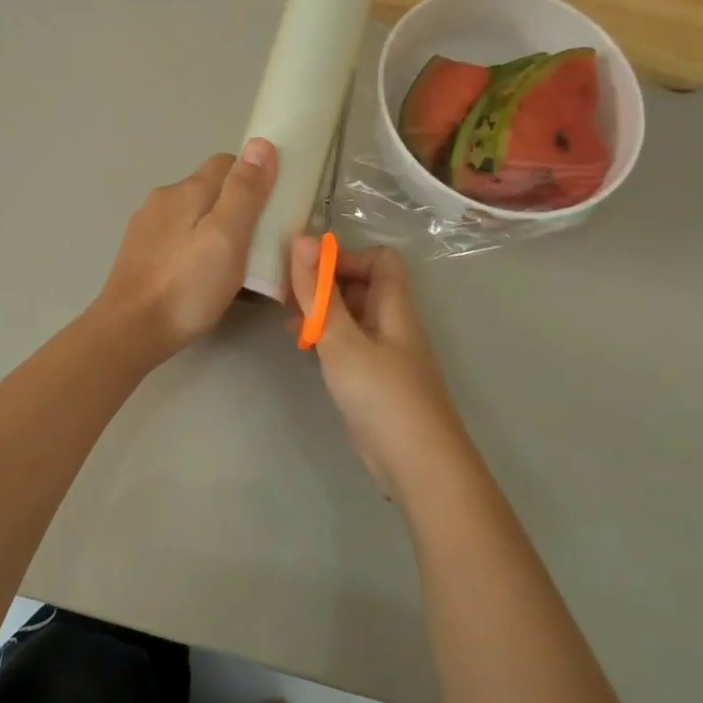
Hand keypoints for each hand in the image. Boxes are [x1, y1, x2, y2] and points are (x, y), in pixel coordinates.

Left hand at [95, 140, 277, 359]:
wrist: (129, 331)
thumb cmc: (187, 286)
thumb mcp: (227, 237)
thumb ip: (244, 191)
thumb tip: (260, 144)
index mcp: (187, 190)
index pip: (228, 163)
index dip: (254, 178)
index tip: (272, 207)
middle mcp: (163, 199)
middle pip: (209, 189)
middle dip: (236, 206)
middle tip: (259, 243)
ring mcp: (146, 227)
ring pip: (192, 215)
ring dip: (214, 229)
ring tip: (232, 264)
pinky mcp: (138, 254)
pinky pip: (176, 238)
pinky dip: (194, 248)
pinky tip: (200, 276)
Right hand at [288, 236, 472, 499]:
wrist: (417, 464)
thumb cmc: (382, 395)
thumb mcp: (342, 340)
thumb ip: (319, 292)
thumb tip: (301, 238)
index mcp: (394, 307)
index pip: (379, 260)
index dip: (345, 257)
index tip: (308, 270)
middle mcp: (392, 324)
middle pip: (362, 286)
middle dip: (325, 283)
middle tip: (286, 294)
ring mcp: (383, 353)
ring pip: (351, 316)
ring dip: (321, 311)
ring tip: (287, 320)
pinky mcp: (373, 379)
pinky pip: (348, 343)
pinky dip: (325, 338)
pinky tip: (302, 347)